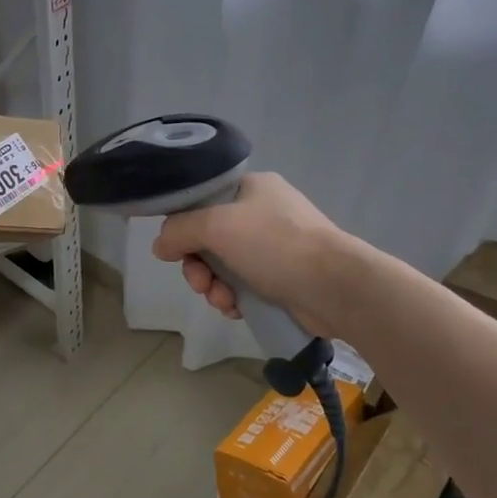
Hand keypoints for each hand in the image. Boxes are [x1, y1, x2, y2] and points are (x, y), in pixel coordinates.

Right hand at [151, 173, 344, 335]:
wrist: (335, 286)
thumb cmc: (275, 245)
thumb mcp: (217, 226)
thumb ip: (179, 230)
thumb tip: (160, 245)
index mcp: (252, 188)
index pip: (202, 201)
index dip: (183, 226)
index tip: (175, 251)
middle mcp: (263, 213)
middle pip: (209, 238)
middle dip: (198, 266)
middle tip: (200, 284)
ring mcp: (275, 247)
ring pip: (223, 266)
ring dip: (214, 286)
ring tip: (223, 301)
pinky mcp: (282, 278)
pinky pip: (243, 286)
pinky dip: (234, 298)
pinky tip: (237, 309)